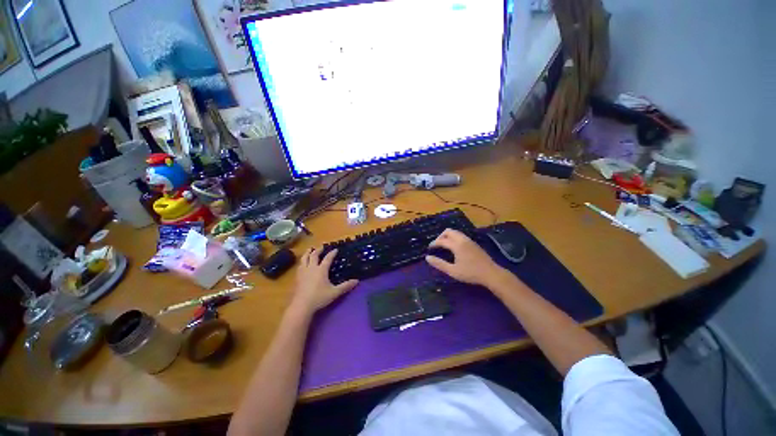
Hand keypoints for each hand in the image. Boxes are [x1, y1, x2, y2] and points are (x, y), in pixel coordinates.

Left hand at [290, 248, 358, 314]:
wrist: (301, 305)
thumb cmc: (319, 297)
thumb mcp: (335, 292)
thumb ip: (345, 286)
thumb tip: (357, 281)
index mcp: (321, 270)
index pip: (327, 258)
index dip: (332, 253)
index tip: (336, 249)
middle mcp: (312, 268)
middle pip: (314, 255)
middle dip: (318, 250)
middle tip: (321, 247)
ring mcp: (303, 272)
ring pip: (304, 258)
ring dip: (308, 253)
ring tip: (310, 250)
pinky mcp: (297, 277)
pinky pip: (300, 265)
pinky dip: (302, 261)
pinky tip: (302, 263)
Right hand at [425, 229, 505, 285]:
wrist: (491, 274)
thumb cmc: (471, 273)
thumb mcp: (453, 271)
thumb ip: (439, 264)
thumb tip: (427, 258)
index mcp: (457, 245)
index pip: (442, 240)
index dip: (434, 243)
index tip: (429, 248)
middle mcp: (462, 239)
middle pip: (448, 231)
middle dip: (440, 236)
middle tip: (437, 245)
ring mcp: (469, 240)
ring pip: (455, 232)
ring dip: (447, 236)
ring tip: (444, 246)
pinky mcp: (474, 243)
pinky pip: (460, 236)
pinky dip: (454, 238)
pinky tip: (454, 248)